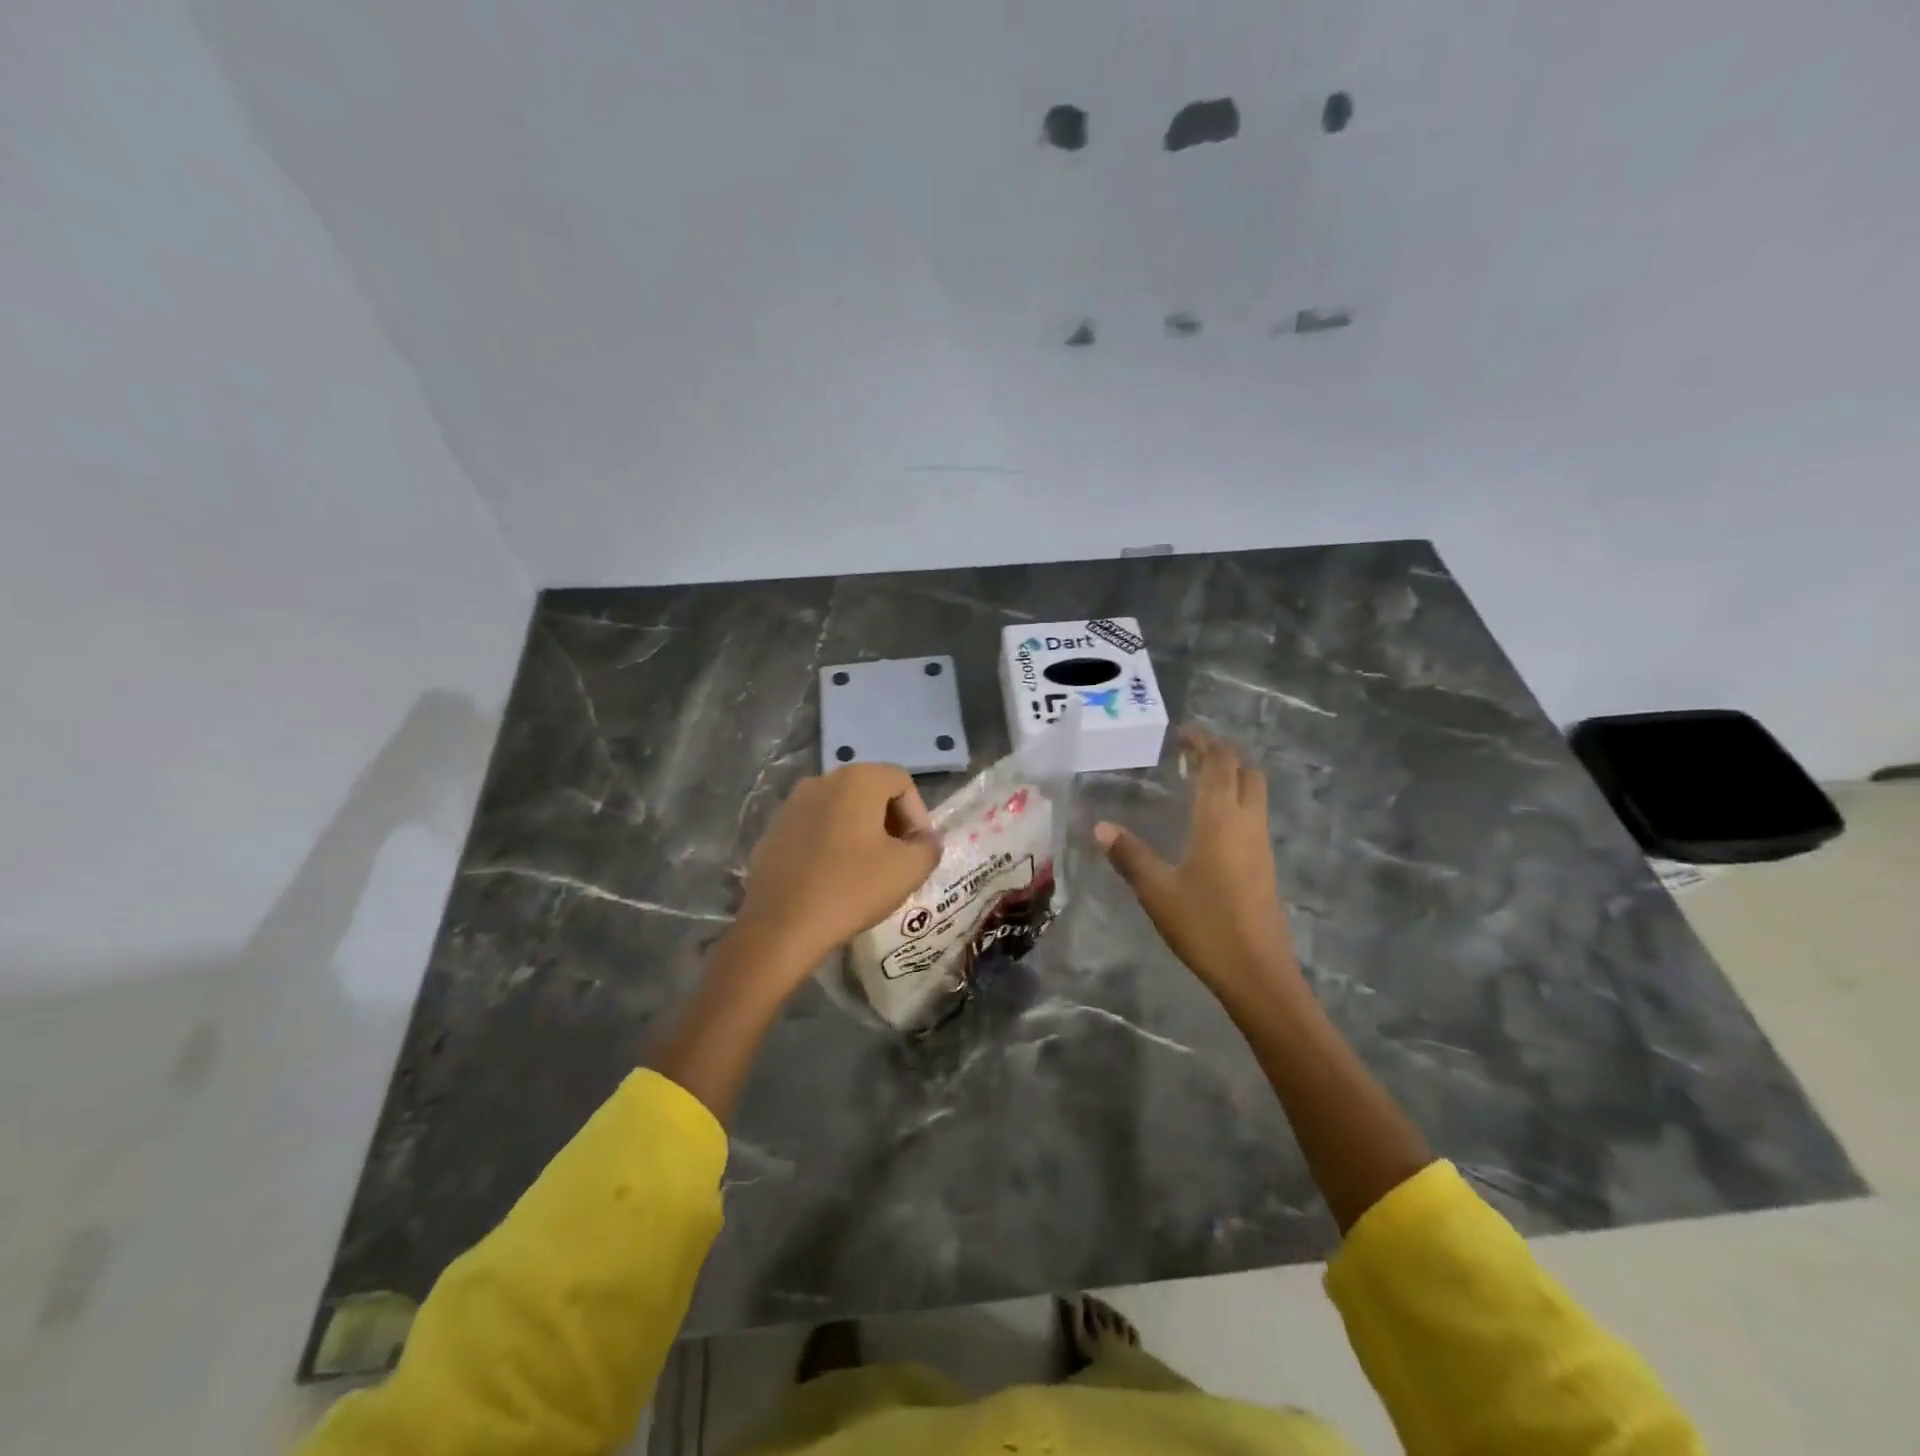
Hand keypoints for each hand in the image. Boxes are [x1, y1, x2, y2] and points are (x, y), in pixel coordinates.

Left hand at [728, 763, 940, 994]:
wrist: (780, 927)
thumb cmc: (851, 889)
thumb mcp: (909, 870)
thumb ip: (929, 846)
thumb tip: (925, 840)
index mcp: (857, 780)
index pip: (902, 782)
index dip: (918, 814)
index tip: (917, 850)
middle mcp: (822, 780)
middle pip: (870, 790)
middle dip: (891, 821)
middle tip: (898, 858)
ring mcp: (792, 804)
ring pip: (841, 808)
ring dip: (861, 831)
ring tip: (867, 869)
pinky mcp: (774, 830)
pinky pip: (815, 826)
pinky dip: (832, 842)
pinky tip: (833, 877)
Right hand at [1095, 728, 1300, 1009]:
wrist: (1257, 972)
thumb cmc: (1204, 925)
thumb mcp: (1157, 890)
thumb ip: (1129, 855)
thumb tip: (1101, 826)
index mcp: (1220, 819)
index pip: (1218, 764)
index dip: (1203, 743)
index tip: (1182, 733)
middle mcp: (1247, 822)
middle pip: (1246, 771)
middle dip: (1222, 755)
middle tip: (1190, 753)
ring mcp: (1261, 844)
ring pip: (1255, 793)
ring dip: (1231, 777)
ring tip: (1197, 781)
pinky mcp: (1265, 865)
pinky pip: (1254, 816)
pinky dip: (1235, 801)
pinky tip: (1210, 822)